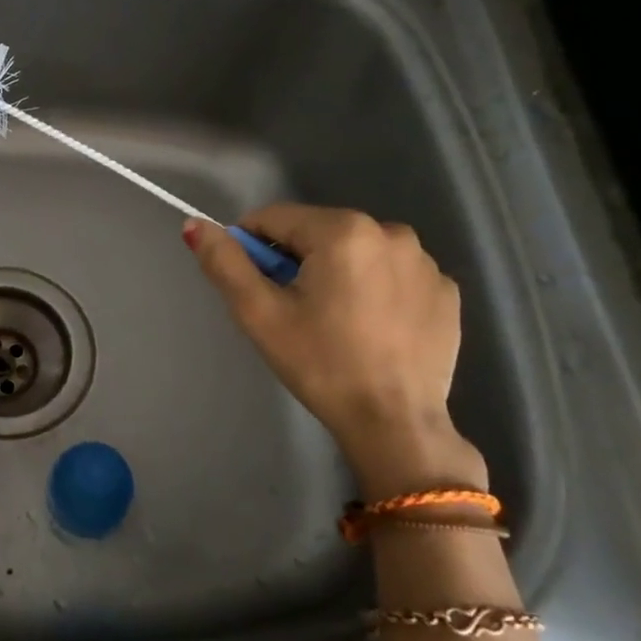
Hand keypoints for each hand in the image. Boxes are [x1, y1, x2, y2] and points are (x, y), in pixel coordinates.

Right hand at [184, 205, 486, 500]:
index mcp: (343, 231)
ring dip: (335, 272)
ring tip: (332, 321)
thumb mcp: (259, 313)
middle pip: (317, 232)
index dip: (251, 247)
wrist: (395, 423)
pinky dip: (374, 290)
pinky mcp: (446, 291)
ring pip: (356, 252)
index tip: (253, 286)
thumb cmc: (320, 364)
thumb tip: (195, 225)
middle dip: (295, 260)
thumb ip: (224, 263)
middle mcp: (391, 232)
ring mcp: (426, 262)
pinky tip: (369, 328)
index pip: (275, 218)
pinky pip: (392, 275)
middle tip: (290, 310)